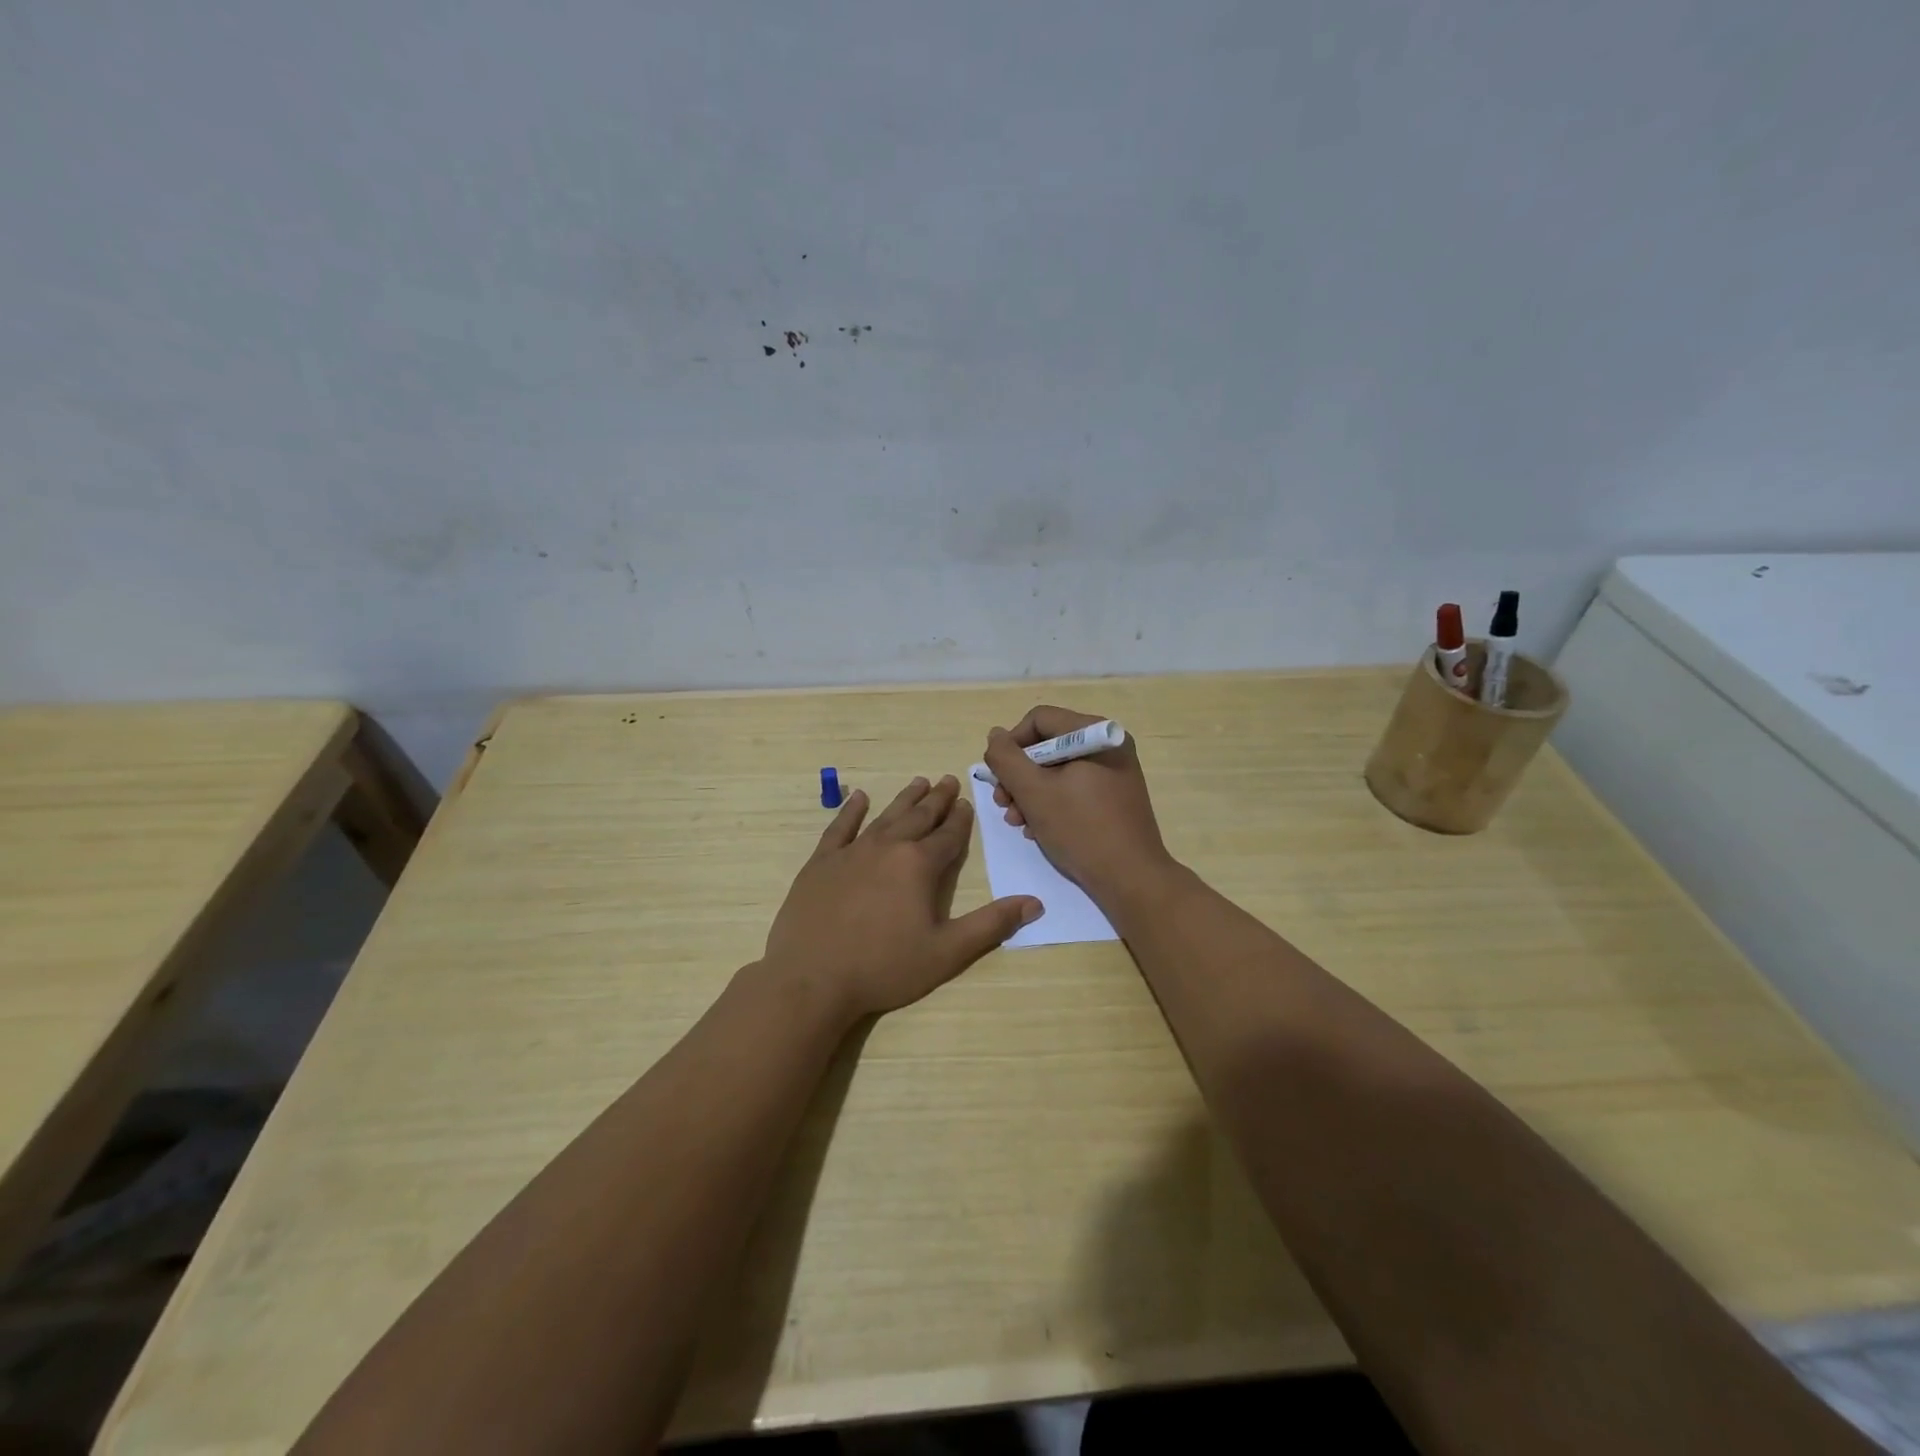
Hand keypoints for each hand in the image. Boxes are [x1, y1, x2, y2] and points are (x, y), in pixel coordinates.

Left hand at [762, 775, 1042, 1021]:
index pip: (948, 836)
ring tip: (918, 782)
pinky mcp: (821, 863)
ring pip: (885, 817)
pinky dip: (851, 811)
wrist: (811, 979)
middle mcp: (888, 847)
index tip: (966, 802)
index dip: (960, 819)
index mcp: (919, 865)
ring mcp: (851, 852)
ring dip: (904, 799)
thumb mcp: (946, 952)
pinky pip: (840, 827)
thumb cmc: (884, 968)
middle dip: (936, 800)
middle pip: (918, 817)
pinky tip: (860, 798)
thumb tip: (1034, 902)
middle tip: (947, 780)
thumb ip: (991, 925)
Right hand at [984, 706, 1176, 907]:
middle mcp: (1108, 745)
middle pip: (1047, 746)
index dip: (1011, 745)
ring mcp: (1114, 772)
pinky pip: (1073, 788)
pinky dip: (1051, 803)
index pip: (1038, 720)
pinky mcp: (1114, 797)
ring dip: (1030, 794)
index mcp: (1095, 734)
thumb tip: (995, 735)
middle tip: (1003, 805)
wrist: (1131, 878)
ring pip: (1057, 770)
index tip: (998, 777)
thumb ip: (1006, 758)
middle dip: (1019, 776)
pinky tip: (1038, 829)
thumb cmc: (1081, 829)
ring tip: (1017, 822)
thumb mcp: (1033, 791)